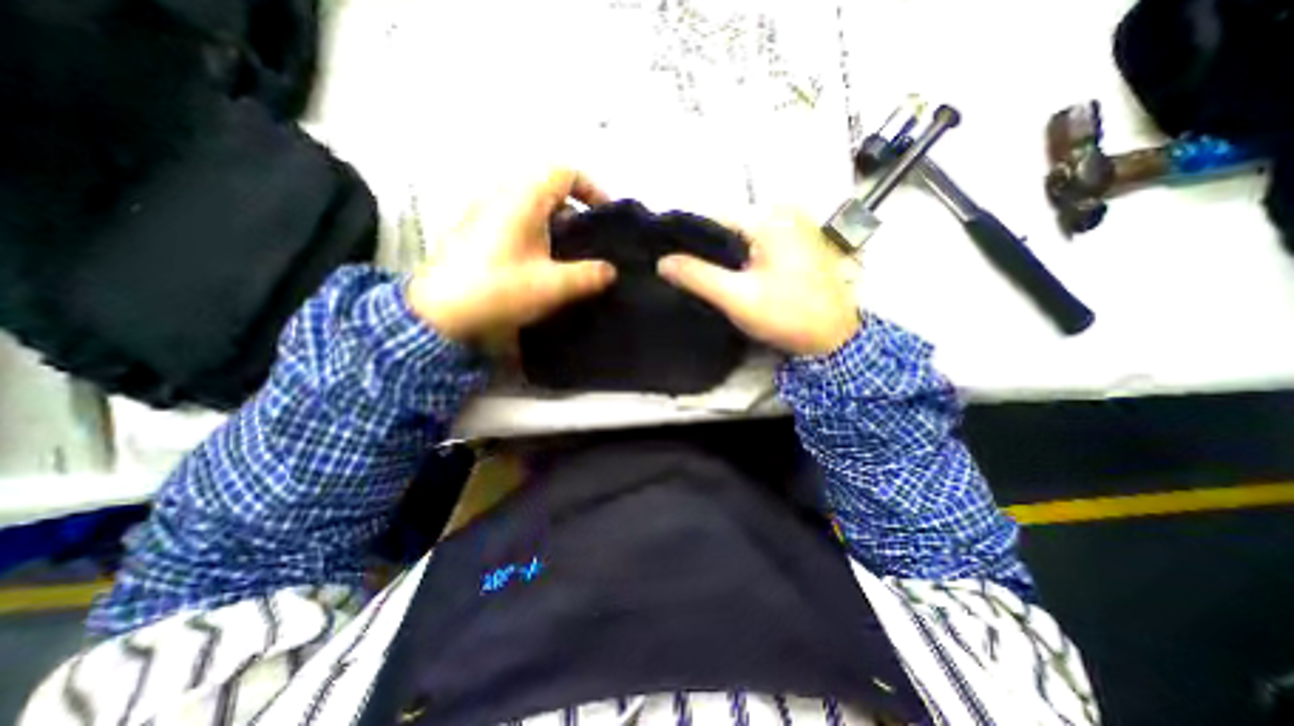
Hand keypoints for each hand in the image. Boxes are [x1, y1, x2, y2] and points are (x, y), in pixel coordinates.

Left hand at [409, 168, 619, 341]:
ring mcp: (482, 212)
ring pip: (529, 206)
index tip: (605, 216)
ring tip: (567, 257)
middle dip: (574, 212)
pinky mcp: (473, 231)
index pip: (564, 172)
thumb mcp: (554, 285)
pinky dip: (534, 233)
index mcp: (522, 198)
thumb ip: (589, 275)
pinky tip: (538, 265)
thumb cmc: (500, 290)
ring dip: (554, 225)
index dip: (591, 189)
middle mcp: (500, 195)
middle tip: (588, 242)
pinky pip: (513, 220)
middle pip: (547, 188)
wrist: (439, 314)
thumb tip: (610, 271)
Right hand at [659, 208, 856, 356]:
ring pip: (740, 237)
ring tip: (702, 278)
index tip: (667, 259)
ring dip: (721, 256)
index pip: (711, 218)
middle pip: (726, 226)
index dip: (686, 239)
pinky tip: (729, 277)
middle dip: (704, 250)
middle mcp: (782, 212)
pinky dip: (740, 259)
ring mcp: (793, 226)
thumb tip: (662, 262)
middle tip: (683, 275)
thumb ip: (699, 277)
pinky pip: (756, 245)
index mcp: (769, 216)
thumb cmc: (788, 315)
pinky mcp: (796, 243)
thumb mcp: (738, 297)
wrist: (835, 338)